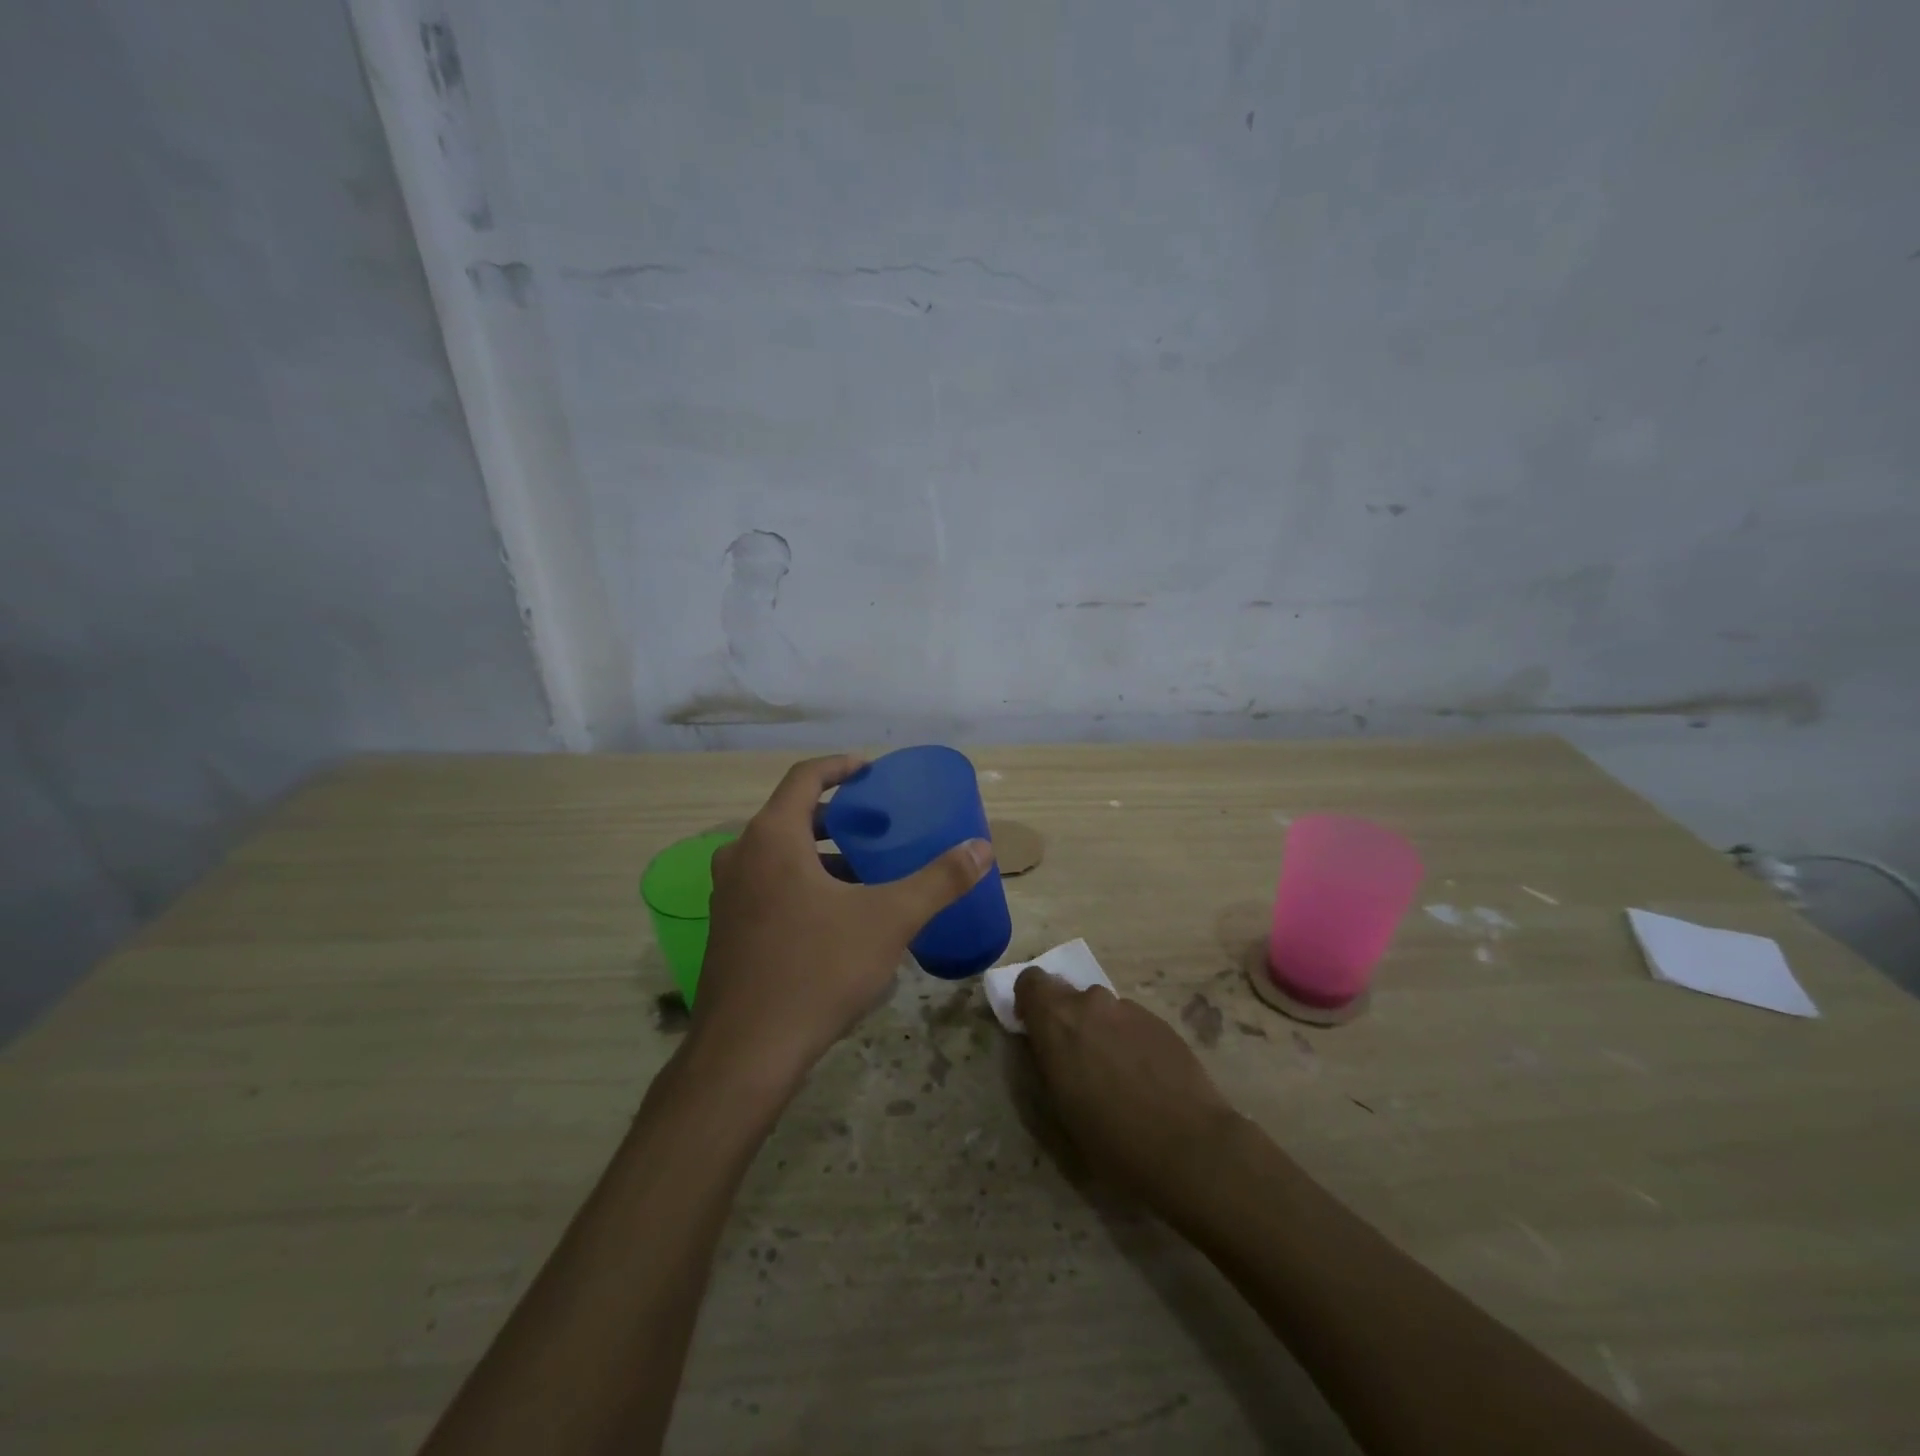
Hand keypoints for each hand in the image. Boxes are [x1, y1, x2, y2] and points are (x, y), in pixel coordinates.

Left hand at [690, 754, 992, 1095]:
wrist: (746, 1052)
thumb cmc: (817, 969)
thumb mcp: (889, 919)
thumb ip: (938, 880)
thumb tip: (981, 848)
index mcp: (772, 837)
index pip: (804, 777)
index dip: (840, 767)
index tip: (871, 770)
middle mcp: (740, 856)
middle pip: (790, 815)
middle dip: (836, 815)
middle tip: (876, 824)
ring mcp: (727, 896)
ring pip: (778, 855)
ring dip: (820, 853)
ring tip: (864, 870)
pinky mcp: (726, 930)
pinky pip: (767, 885)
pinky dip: (801, 882)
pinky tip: (835, 916)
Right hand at [1015, 970, 1240, 1205]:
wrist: (1189, 1147)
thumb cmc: (1112, 1139)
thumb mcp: (1060, 1109)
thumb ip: (1048, 1063)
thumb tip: (1048, 1048)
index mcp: (1057, 1020)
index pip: (1031, 981)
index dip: (1030, 1002)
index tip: (1036, 1031)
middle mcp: (1091, 1003)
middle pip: (1068, 994)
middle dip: (1067, 1019)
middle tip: (1078, 1061)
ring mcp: (1129, 1009)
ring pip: (1102, 1010)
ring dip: (1100, 1031)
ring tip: (1118, 1076)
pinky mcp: (1160, 1021)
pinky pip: (1131, 1023)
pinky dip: (1129, 1041)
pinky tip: (1146, 1080)